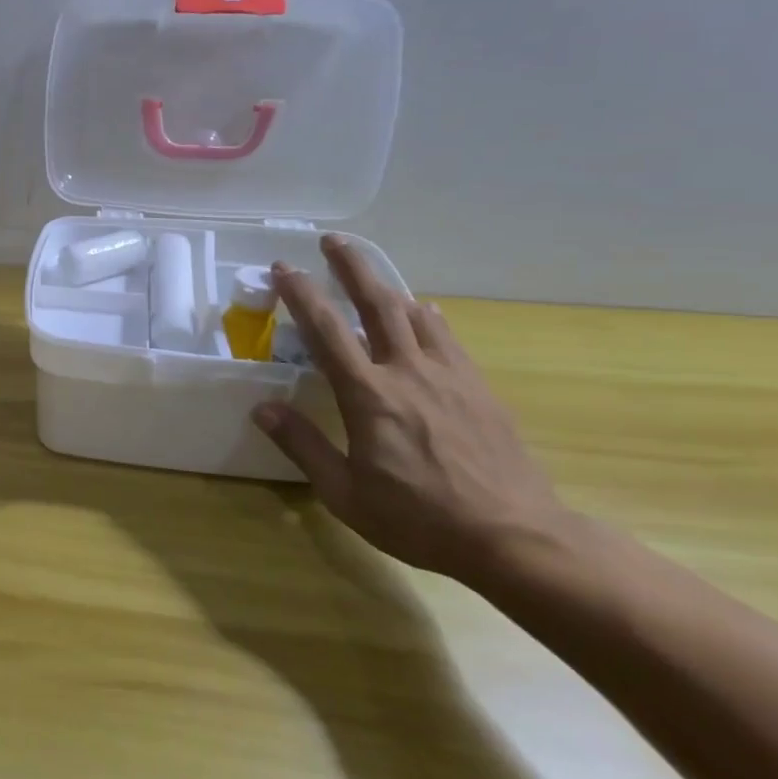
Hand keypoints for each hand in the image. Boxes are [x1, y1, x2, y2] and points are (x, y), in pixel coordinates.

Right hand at [253, 234, 568, 581]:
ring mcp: (449, 376)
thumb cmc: (418, 518)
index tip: (284, 268)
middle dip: (352, 267)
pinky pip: (447, 337)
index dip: (301, 295)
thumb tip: (263, 408)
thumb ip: (302, 445)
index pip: (326, 331)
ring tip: (371, 274)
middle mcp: (408, 372)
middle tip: (333, 241)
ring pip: (416, 314)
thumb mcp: (344, 493)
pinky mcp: (478, 388)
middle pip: (377, 304)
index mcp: (368, 395)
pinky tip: (424, 313)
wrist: (514, 537)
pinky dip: (427, 317)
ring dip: (387, 286)